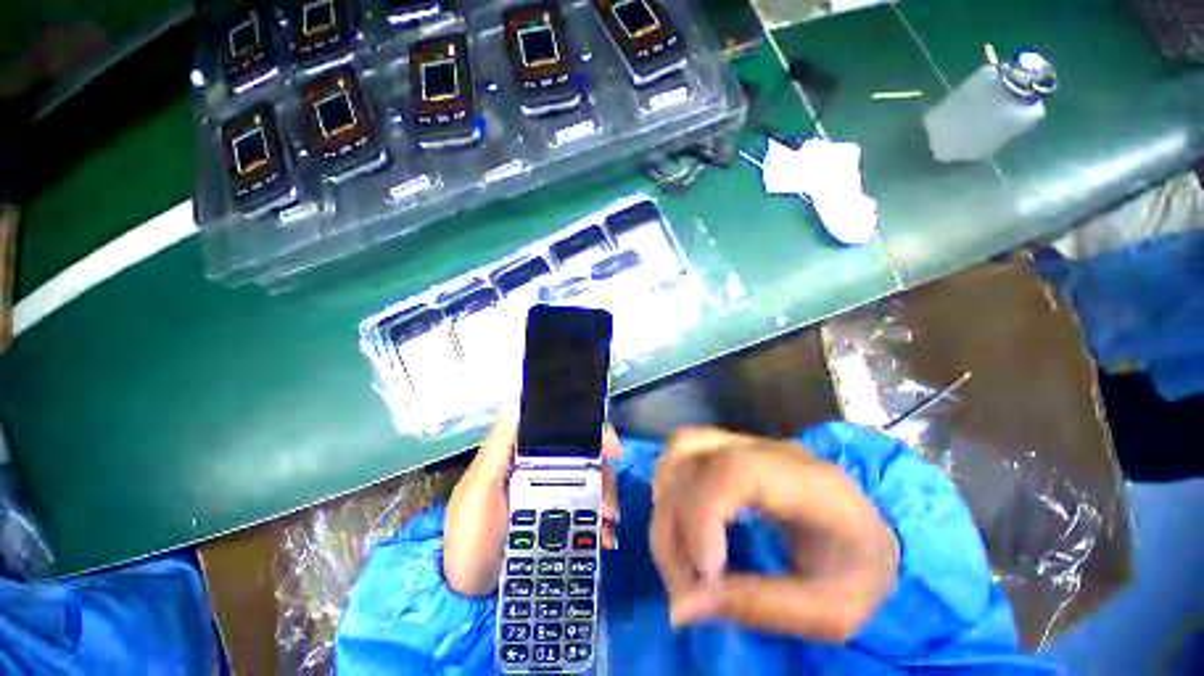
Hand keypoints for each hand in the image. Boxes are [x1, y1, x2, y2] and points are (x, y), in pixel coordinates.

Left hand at [443, 417, 622, 596]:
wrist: (468, 599)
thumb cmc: (470, 539)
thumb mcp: (477, 492)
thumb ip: (497, 451)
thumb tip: (516, 403)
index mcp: (524, 456)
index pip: (561, 431)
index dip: (589, 432)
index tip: (611, 446)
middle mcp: (542, 471)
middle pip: (584, 457)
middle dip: (604, 472)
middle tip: (610, 497)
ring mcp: (553, 497)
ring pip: (591, 483)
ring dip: (607, 497)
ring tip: (608, 522)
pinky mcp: (561, 523)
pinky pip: (589, 512)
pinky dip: (602, 520)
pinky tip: (606, 536)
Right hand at [650, 427, 898, 641]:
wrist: (871, 533)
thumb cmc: (862, 573)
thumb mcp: (830, 611)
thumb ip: (758, 607)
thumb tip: (680, 607)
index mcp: (808, 480)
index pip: (735, 471)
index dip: (703, 516)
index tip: (704, 578)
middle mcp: (768, 448)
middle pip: (692, 456)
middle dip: (674, 524)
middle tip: (686, 587)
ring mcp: (746, 443)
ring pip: (679, 448)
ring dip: (665, 504)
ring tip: (680, 558)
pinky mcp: (731, 450)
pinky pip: (683, 455)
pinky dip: (670, 490)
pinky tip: (682, 527)